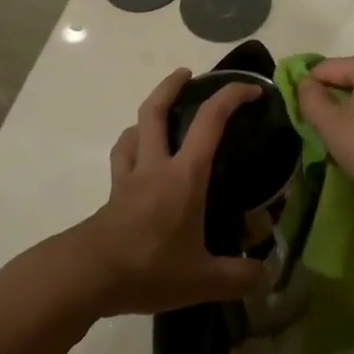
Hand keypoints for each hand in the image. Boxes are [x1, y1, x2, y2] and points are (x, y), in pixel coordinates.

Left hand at [74, 70, 267, 316]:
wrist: (85, 277)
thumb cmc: (148, 268)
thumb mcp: (202, 279)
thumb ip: (239, 277)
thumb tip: (268, 276)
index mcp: (184, 175)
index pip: (210, 120)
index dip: (232, 97)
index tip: (253, 91)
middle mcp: (155, 166)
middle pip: (156, 110)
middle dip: (172, 85)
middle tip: (187, 74)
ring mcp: (128, 178)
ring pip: (133, 131)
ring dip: (147, 116)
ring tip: (161, 118)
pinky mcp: (111, 196)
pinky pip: (121, 159)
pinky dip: (130, 148)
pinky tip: (137, 160)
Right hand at [295, 54, 353, 212]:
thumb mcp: (331, 125)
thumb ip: (310, 99)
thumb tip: (305, 85)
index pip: (325, 68)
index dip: (307, 91)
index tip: (301, 118)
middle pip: (346, 80)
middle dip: (329, 103)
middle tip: (320, 132)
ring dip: (347, 116)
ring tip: (340, 143)